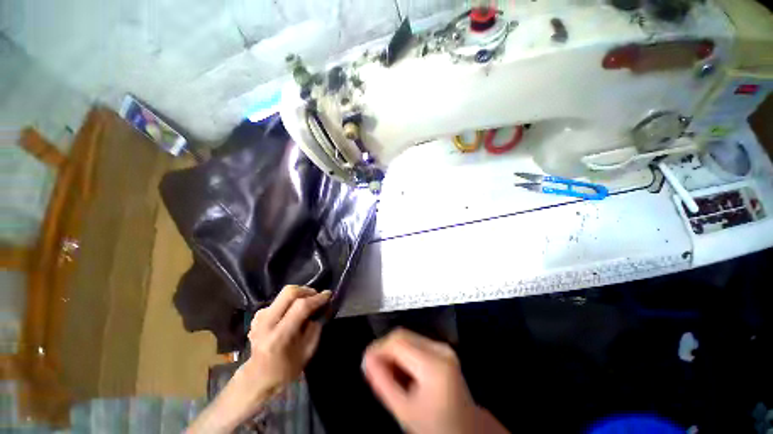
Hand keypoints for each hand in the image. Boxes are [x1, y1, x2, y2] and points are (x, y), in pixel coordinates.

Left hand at [240, 285, 330, 396]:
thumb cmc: (286, 370)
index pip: (301, 307)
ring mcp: (259, 319)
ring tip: (307, 303)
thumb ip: (316, 327)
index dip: (317, 298)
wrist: (258, 379)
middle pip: (289, 293)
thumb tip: (323, 307)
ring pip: (283, 294)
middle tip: (317, 296)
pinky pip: (277, 301)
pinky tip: (293, 311)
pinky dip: (289, 302)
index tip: (329, 294)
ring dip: (299, 295)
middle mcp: (266, 323)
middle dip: (307, 290)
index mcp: (279, 336)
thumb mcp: (308, 351)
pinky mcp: (257, 317)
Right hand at [362, 329, 508, 433]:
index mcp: (433, 364)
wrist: (465, 430)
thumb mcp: (405, 410)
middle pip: (403, 335)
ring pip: (408, 336)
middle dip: (384, 348)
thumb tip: (366, 359)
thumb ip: (383, 383)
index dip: (378, 347)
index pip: (398, 341)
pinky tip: (399, 368)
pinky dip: (403, 351)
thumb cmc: (435, 426)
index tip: (365, 360)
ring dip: (393, 350)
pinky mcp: (443, 350)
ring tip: (385, 370)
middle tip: (372, 366)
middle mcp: (440, 349)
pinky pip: (416, 342)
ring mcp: (443, 347)